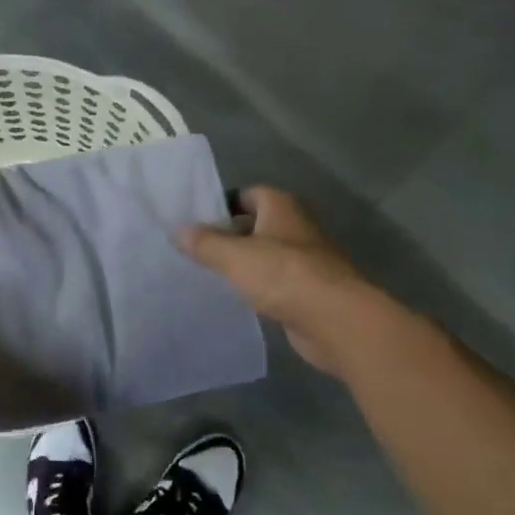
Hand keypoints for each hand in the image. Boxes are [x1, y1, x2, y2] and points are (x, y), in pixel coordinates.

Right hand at [180, 187, 373, 376]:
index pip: (247, 194)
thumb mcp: (234, 256)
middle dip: (229, 235)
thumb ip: (204, 242)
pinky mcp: (310, 290)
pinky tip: (238, 298)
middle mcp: (296, 227)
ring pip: (266, 255)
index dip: (222, 205)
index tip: (196, 222)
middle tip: (196, 249)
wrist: (336, 320)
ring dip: (244, 263)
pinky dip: (259, 287)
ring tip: (209, 274)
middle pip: (256, 224)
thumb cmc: (283, 275)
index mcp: (281, 207)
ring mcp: (306, 260)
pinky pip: (276, 282)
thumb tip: (178, 230)